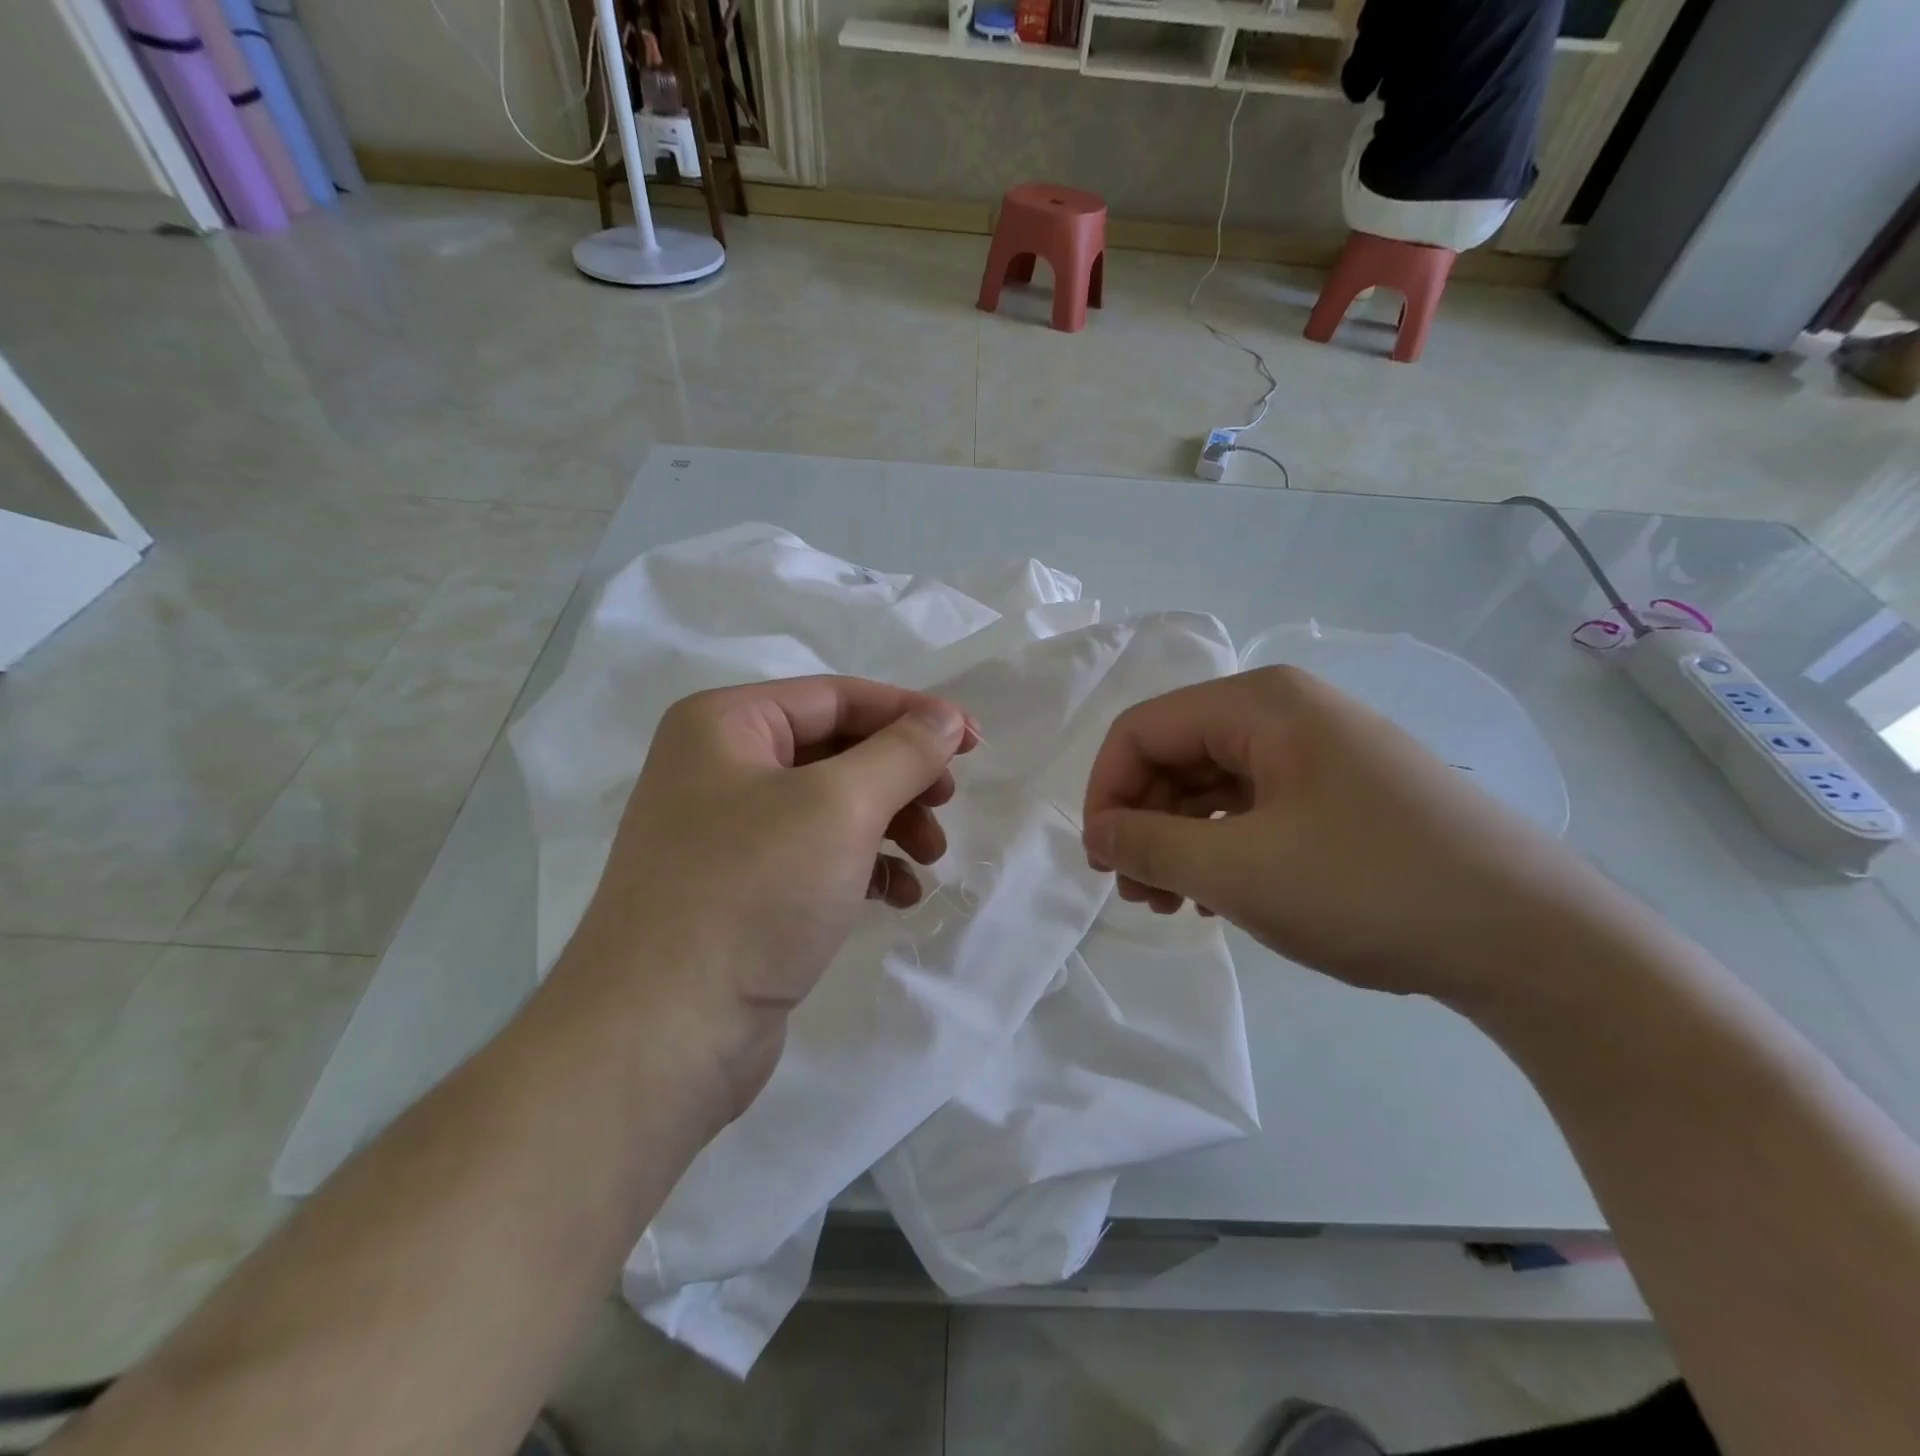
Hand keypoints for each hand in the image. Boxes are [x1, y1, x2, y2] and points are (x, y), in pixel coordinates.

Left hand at [555, 676, 975, 1111]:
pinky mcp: (741, 891)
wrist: (662, 1036)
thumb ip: (902, 751)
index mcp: (724, 724)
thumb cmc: (753, 893)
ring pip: (832, 806)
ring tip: (931, 858)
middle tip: (946, 803)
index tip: (972, 742)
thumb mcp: (840, 806)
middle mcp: (718, 768)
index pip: (837, 696)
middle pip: (836, 750)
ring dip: (890, 823)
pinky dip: (864, 866)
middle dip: (901, 775)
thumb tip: (945, 717)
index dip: (911, 713)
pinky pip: (817, 857)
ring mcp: (726, 834)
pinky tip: (900, 895)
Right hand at [1080, 667, 1625, 1005]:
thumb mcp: (1240, 872)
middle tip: (1138, 895)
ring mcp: (1319, 752)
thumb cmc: (1372, 889)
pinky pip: (1253, 807)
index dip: (1106, 793)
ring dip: (1178, 841)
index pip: (1142, 730)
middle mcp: (1286, 712)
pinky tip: (1220, 896)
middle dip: (1143, 822)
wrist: (1535, 942)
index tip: (1102, 861)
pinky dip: (1221, 847)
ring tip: (1174, 905)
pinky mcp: (1341, 793)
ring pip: (1212, 785)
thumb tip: (1098, 835)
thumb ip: (1149, 847)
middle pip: (1175, 754)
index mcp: (1261, 705)